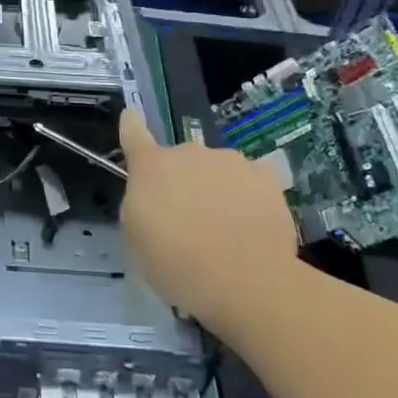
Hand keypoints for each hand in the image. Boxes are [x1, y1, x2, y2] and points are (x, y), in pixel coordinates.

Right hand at [118, 108, 299, 322]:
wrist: (244, 281)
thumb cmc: (176, 264)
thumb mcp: (136, 238)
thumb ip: (140, 204)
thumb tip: (154, 195)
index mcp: (151, 166)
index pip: (133, 134)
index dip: (130, 125)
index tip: (131, 117)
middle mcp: (189, 153)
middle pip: (182, 160)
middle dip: (183, 181)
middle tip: (189, 219)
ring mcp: (231, 161)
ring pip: (218, 169)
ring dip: (217, 188)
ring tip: (226, 228)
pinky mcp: (267, 178)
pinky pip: (251, 181)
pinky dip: (249, 196)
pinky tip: (253, 224)